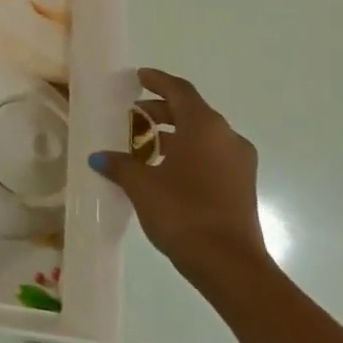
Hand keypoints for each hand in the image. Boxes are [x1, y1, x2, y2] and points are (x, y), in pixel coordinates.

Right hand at [90, 68, 265, 291]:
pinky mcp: (241, 186)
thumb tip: (101, 157)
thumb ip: (120, 164)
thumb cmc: (183, 212)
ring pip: (202, 136)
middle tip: (132, 116)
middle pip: (192, 112)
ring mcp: (239, 164)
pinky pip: (210, 156)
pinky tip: (161, 169)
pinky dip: (186, 153)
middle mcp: (227, 138)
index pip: (180, 91)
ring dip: (173, 135)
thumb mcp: (141, 185)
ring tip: (142, 145)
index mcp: (205, 127)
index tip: (139, 77)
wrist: (230, 265)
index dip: (158, 81)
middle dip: (160, 110)